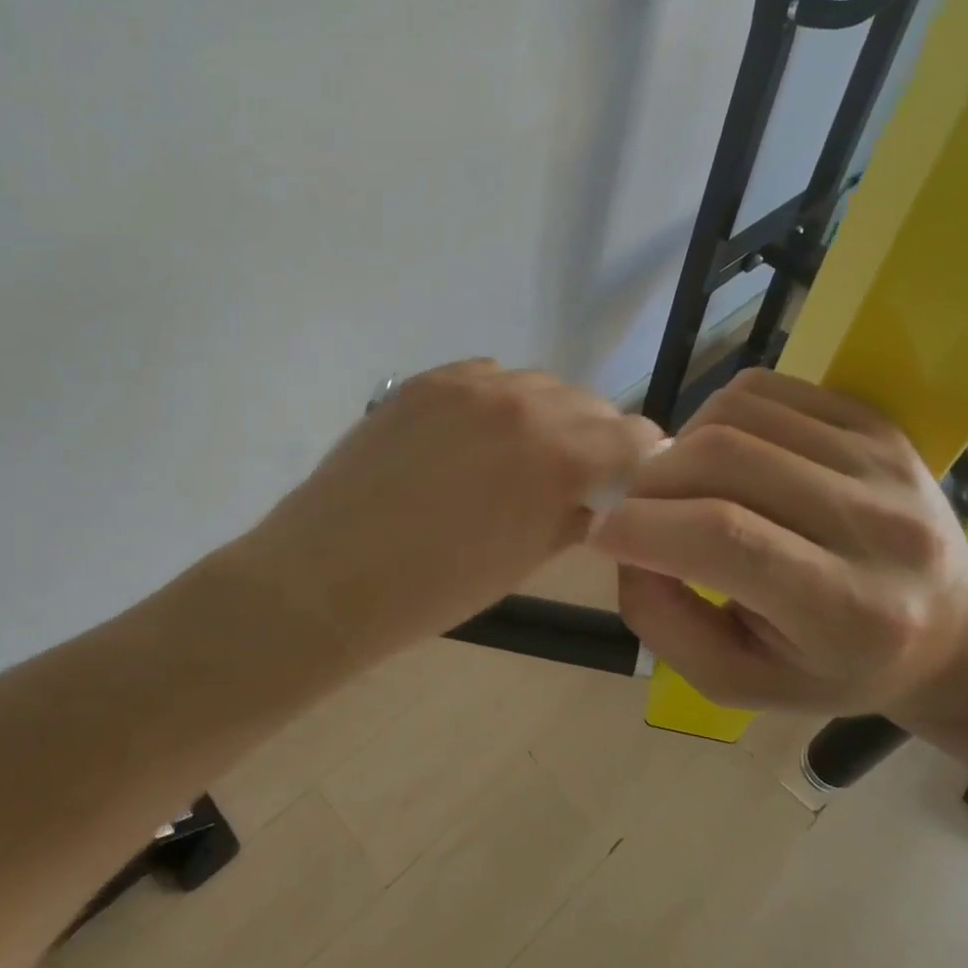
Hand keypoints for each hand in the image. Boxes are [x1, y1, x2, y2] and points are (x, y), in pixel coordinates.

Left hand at [234, 360, 661, 653]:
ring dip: (543, 416)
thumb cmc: (436, 589)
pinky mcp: (426, 380)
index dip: (637, 458)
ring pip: (536, 385)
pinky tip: (472, 436)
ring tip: (514, 455)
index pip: (632, 434)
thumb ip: (575, 514)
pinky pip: (485, 377)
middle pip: (588, 403)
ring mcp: (470, 384)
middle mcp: (524, 403)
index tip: (626, 478)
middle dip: (592, 437)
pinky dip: (495, 402)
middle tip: (568, 474)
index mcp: (560, 455)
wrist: (330, 574)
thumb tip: (599, 494)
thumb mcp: (526, 560)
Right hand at [588, 368, 967, 725]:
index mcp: (851, 611)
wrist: (950, 628)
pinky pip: (766, 389)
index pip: (728, 539)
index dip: (644, 528)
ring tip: (679, 484)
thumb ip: (666, 625)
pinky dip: (716, 412)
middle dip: (652, 483)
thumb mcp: (742, 683)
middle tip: (636, 511)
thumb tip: (625, 546)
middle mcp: (878, 525)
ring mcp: (882, 460)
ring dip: (680, 445)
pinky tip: (719, 452)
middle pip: (726, 460)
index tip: (601, 535)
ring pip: (738, 413)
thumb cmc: (836, 669)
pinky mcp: (876, 422)